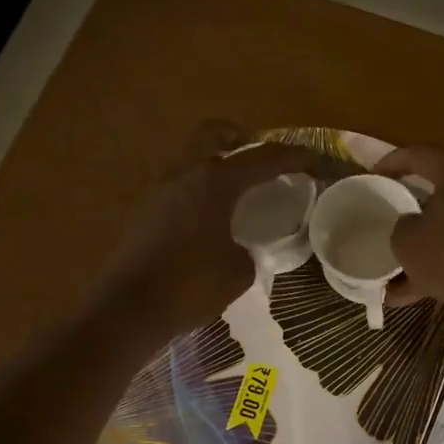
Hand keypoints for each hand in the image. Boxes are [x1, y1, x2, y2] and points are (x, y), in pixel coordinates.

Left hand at [94, 128, 315, 338]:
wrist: (128, 309)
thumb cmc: (190, 286)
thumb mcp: (238, 272)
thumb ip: (248, 252)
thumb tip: (242, 250)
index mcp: (213, 182)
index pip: (262, 158)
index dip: (293, 157)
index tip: (315, 163)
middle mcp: (183, 175)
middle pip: (212, 134)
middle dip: (239, 137)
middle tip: (259, 156)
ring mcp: (158, 192)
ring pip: (190, 160)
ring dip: (214, 166)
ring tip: (237, 193)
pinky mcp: (144, 214)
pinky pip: (178, 188)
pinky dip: (198, 191)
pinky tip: (210, 220)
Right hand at [378, 146, 443, 327]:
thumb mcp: (408, 242)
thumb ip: (401, 226)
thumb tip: (410, 224)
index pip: (418, 154)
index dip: (390, 163)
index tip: (373, 177)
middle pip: (441, 190)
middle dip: (413, 211)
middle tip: (392, 222)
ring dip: (429, 246)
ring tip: (399, 276)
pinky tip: (422, 292)